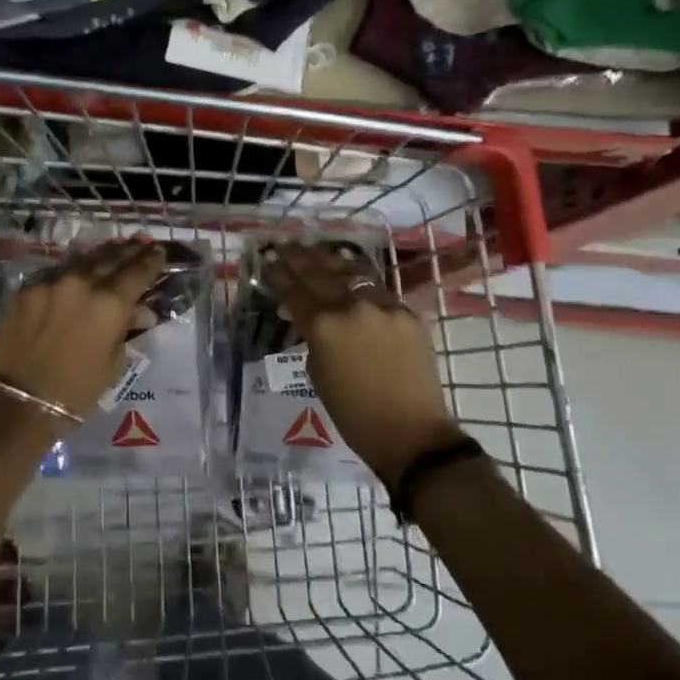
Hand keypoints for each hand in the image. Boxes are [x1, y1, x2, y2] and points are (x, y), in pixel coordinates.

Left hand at [0, 241, 166, 416]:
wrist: (21, 401)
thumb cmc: (77, 391)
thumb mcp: (114, 364)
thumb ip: (126, 329)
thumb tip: (140, 311)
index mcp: (110, 303)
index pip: (138, 271)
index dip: (151, 261)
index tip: (159, 252)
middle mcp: (83, 283)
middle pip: (112, 258)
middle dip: (129, 251)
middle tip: (140, 245)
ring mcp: (52, 282)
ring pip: (84, 260)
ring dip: (102, 256)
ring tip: (114, 251)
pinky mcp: (28, 289)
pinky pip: (57, 273)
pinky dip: (74, 271)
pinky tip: (79, 272)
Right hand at [262, 242, 464, 488]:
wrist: (412, 434)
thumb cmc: (354, 414)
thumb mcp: (318, 373)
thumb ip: (311, 338)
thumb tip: (308, 318)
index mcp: (323, 325)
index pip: (294, 291)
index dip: (278, 274)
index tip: (267, 259)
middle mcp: (351, 306)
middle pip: (319, 273)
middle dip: (299, 259)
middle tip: (285, 245)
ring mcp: (383, 306)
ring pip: (351, 273)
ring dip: (329, 260)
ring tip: (314, 248)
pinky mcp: (408, 313)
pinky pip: (378, 290)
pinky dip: (359, 281)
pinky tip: (350, 271)